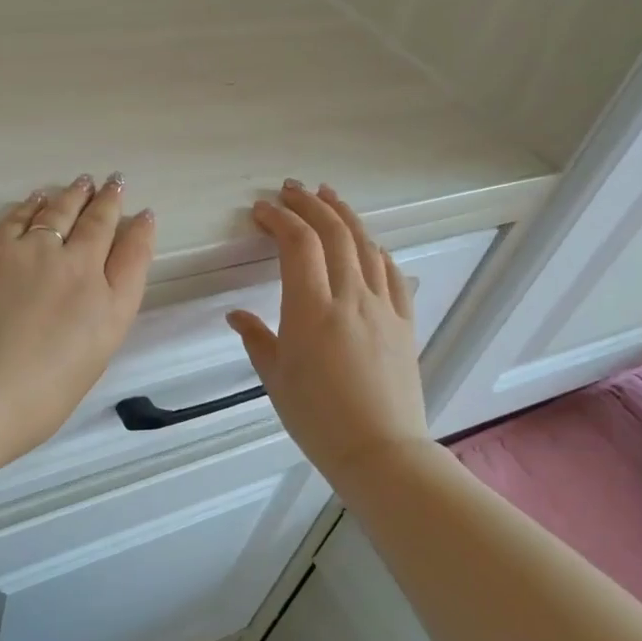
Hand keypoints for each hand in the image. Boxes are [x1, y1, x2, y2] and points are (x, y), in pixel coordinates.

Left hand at [0, 174, 154, 470]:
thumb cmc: (31, 403)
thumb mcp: (86, 367)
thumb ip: (93, 326)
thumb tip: (85, 302)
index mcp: (110, 310)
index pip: (134, 257)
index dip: (141, 232)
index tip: (144, 215)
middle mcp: (81, 271)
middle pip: (101, 225)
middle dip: (110, 201)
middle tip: (115, 183)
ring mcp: (38, 253)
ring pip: (63, 211)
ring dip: (76, 194)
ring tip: (84, 181)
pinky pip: (22, 216)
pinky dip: (35, 203)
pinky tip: (39, 197)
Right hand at [227, 181, 431, 483]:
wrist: (380, 450)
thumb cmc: (317, 418)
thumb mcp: (275, 378)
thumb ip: (256, 339)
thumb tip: (237, 315)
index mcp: (311, 309)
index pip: (297, 243)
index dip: (278, 219)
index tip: (261, 211)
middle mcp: (350, 297)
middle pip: (333, 232)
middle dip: (310, 204)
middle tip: (291, 190)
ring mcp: (383, 306)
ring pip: (366, 245)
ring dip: (344, 215)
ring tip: (328, 197)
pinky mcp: (405, 321)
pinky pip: (392, 273)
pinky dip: (376, 249)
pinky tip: (368, 243)